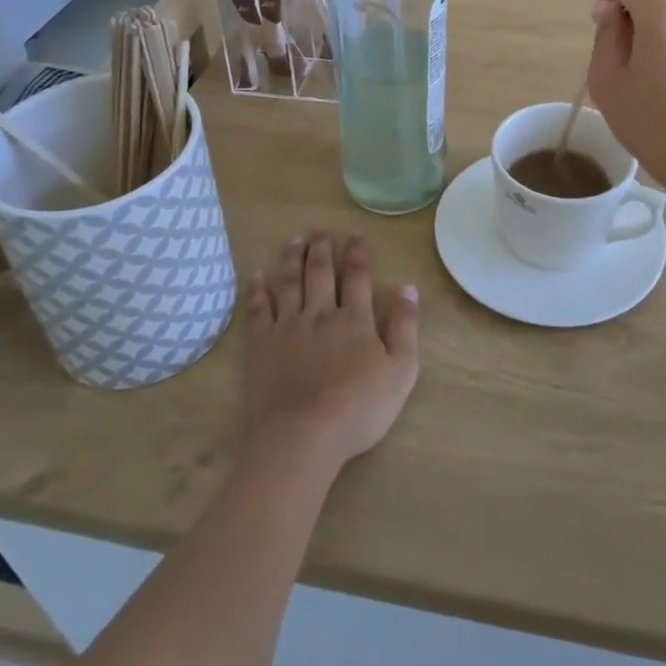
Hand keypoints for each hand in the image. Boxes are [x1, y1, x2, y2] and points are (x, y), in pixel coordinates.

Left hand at [243, 231, 418, 468]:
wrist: (303, 436)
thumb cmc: (358, 409)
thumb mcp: (401, 371)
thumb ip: (405, 327)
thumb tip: (408, 288)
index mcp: (355, 319)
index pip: (358, 276)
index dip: (358, 252)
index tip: (356, 233)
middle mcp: (320, 314)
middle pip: (320, 272)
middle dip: (322, 247)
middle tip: (319, 229)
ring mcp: (288, 327)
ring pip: (290, 283)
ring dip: (292, 258)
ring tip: (294, 240)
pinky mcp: (261, 345)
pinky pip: (258, 310)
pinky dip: (258, 290)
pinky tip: (257, 275)